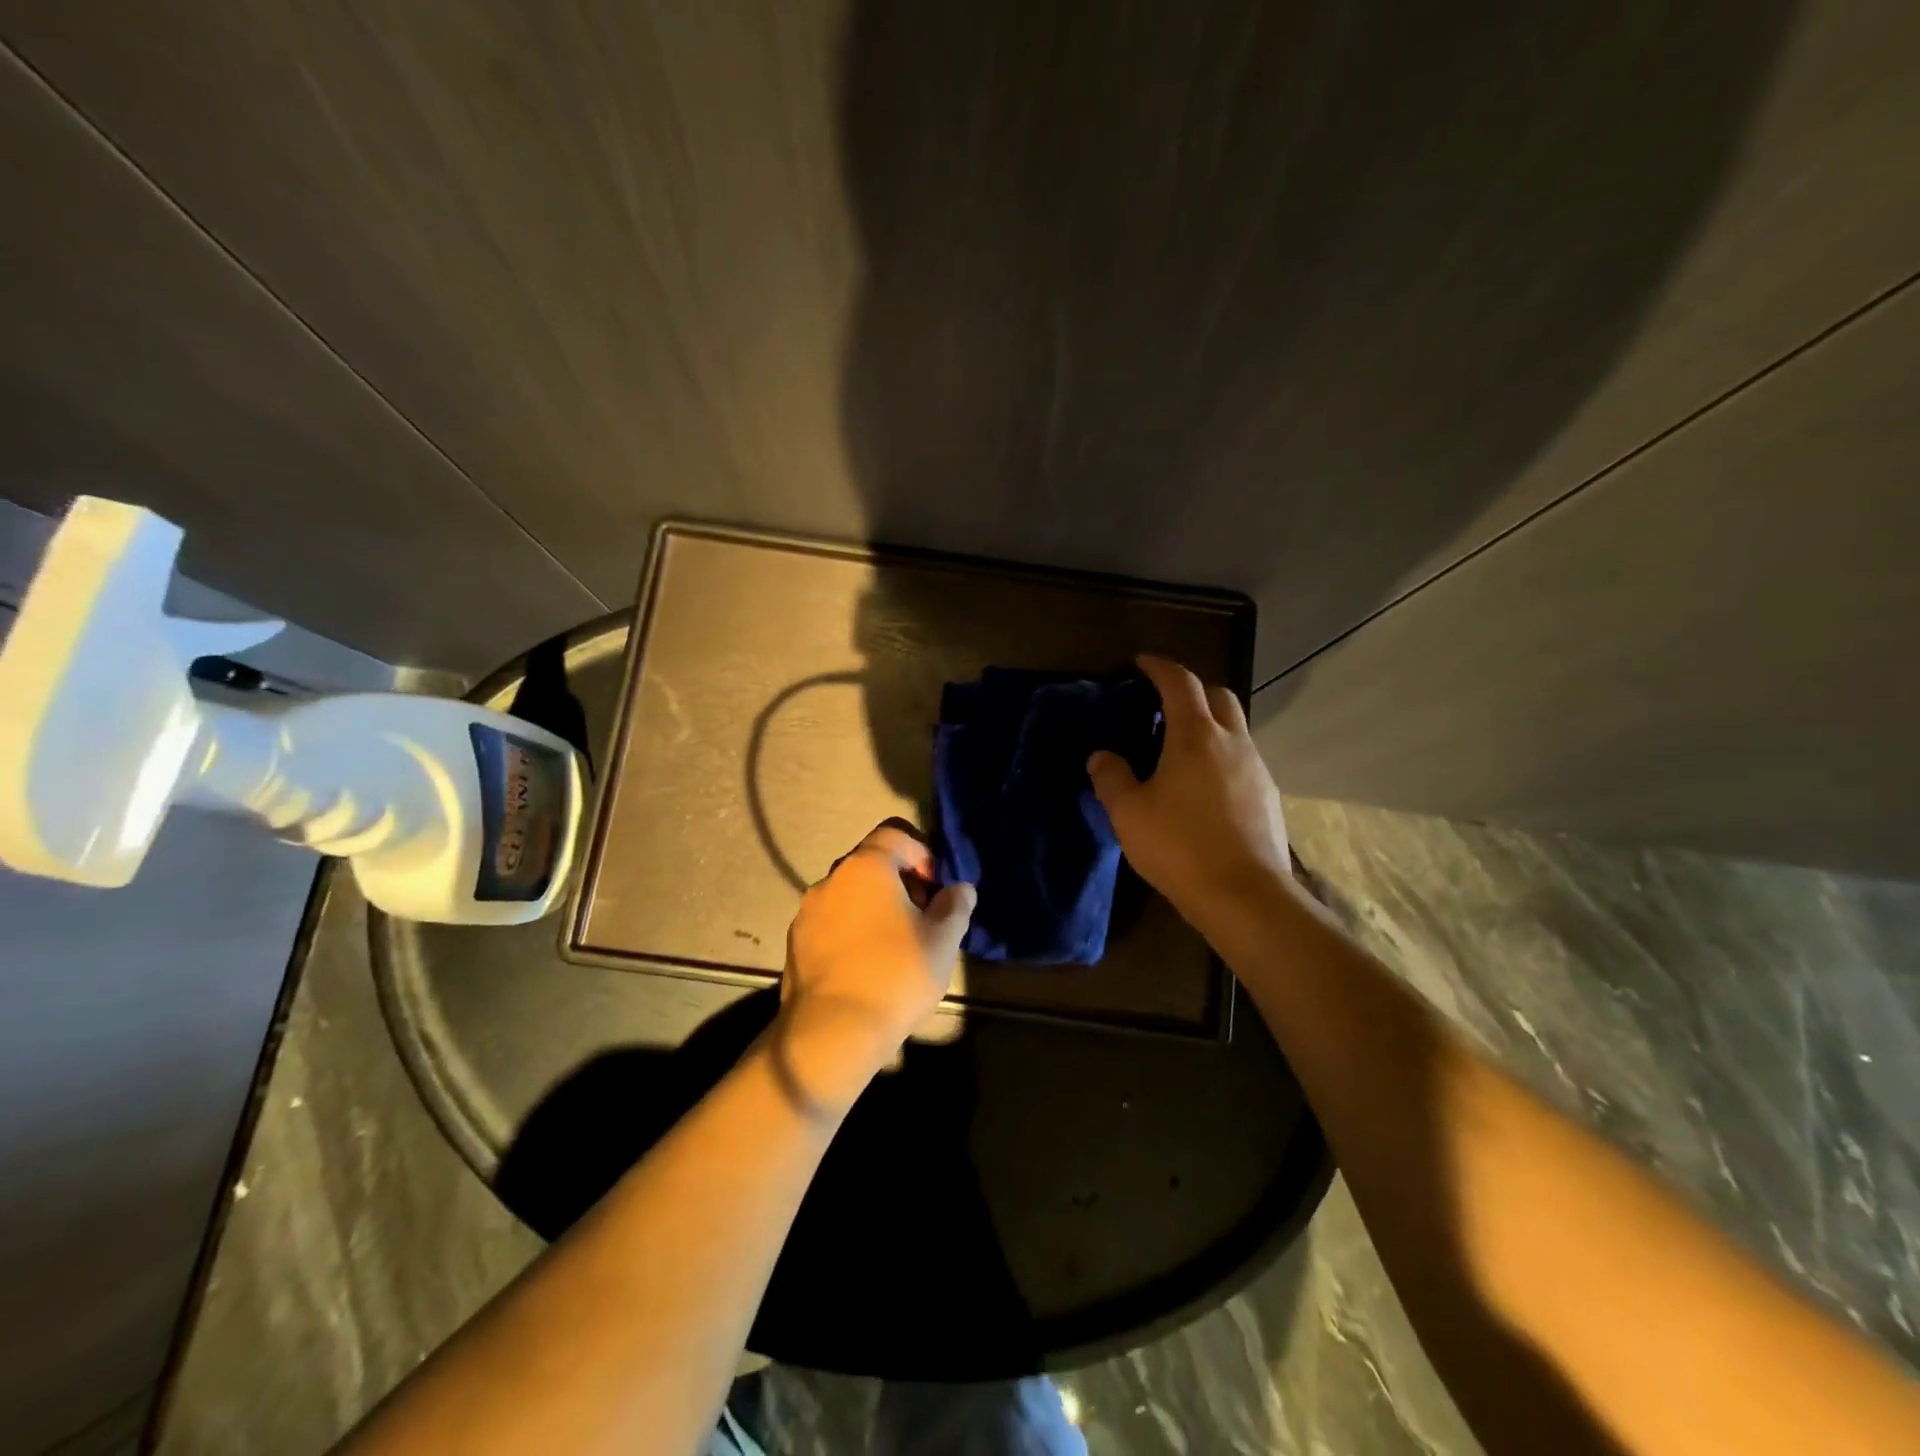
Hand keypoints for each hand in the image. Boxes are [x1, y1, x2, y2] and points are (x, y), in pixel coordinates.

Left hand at [775, 821, 975, 1113]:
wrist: (832, 1033)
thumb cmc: (895, 976)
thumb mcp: (943, 940)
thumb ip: (955, 905)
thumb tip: (960, 889)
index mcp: (866, 867)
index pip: (895, 833)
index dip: (922, 853)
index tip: (935, 890)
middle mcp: (831, 879)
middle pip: (871, 863)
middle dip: (900, 883)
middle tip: (921, 919)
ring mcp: (808, 912)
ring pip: (850, 894)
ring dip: (874, 908)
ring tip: (895, 946)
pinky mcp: (795, 943)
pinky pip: (832, 922)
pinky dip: (852, 931)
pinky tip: (867, 965)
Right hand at [1087, 655, 1291, 925]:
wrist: (1244, 895)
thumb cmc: (1180, 846)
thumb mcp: (1129, 813)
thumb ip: (1111, 777)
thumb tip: (1102, 756)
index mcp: (1196, 736)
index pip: (1180, 682)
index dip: (1159, 667)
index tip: (1141, 663)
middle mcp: (1232, 741)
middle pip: (1218, 694)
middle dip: (1191, 688)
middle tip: (1163, 702)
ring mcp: (1255, 767)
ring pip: (1234, 727)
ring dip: (1209, 723)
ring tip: (1179, 746)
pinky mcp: (1267, 795)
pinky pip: (1242, 758)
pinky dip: (1220, 754)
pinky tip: (1202, 785)